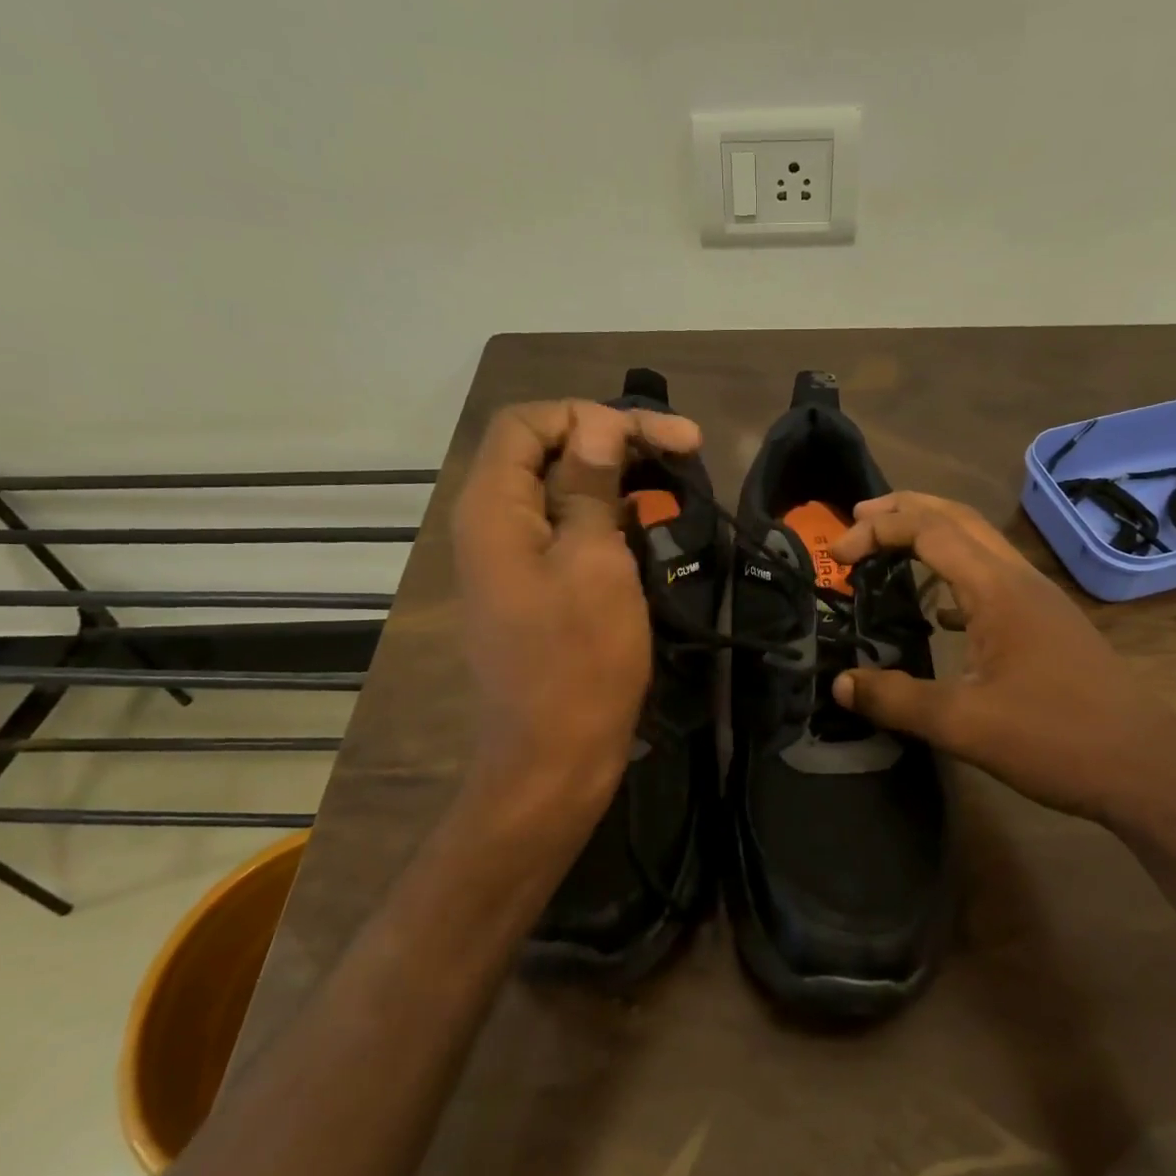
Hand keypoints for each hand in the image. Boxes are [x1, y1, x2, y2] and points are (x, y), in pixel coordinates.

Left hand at [452, 399, 700, 831]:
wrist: (553, 759)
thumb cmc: (579, 662)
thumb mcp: (594, 563)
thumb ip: (590, 487)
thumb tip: (596, 427)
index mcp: (493, 509)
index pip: (528, 422)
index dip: (592, 415)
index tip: (658, 439)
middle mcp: (491, 524)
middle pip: (545, 451)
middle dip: (612, 440)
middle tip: (684, 448)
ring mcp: (511, 558)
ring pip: (560, 490)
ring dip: (615, 476)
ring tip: (675, 478)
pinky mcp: (534, 587)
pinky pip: (566, 530)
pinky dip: (608, 516)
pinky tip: (650, 522)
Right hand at [829, 492, 1175, 826]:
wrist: (1147, 768)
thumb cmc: (1056, 738)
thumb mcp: (964, 725)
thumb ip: (896, 700)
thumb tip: (841, 684)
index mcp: (998, 589)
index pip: (929, 530)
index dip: (878, 530)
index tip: (837, 556)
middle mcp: (1018, 579)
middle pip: (957, 518)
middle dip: (904, 509)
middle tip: (856, 520)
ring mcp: (1038, 600)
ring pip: (978, 544)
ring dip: (932, 534)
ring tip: (889, 546)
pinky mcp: (1047, 624)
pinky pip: (992, 578)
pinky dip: (955, 574)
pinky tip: (939, 609)